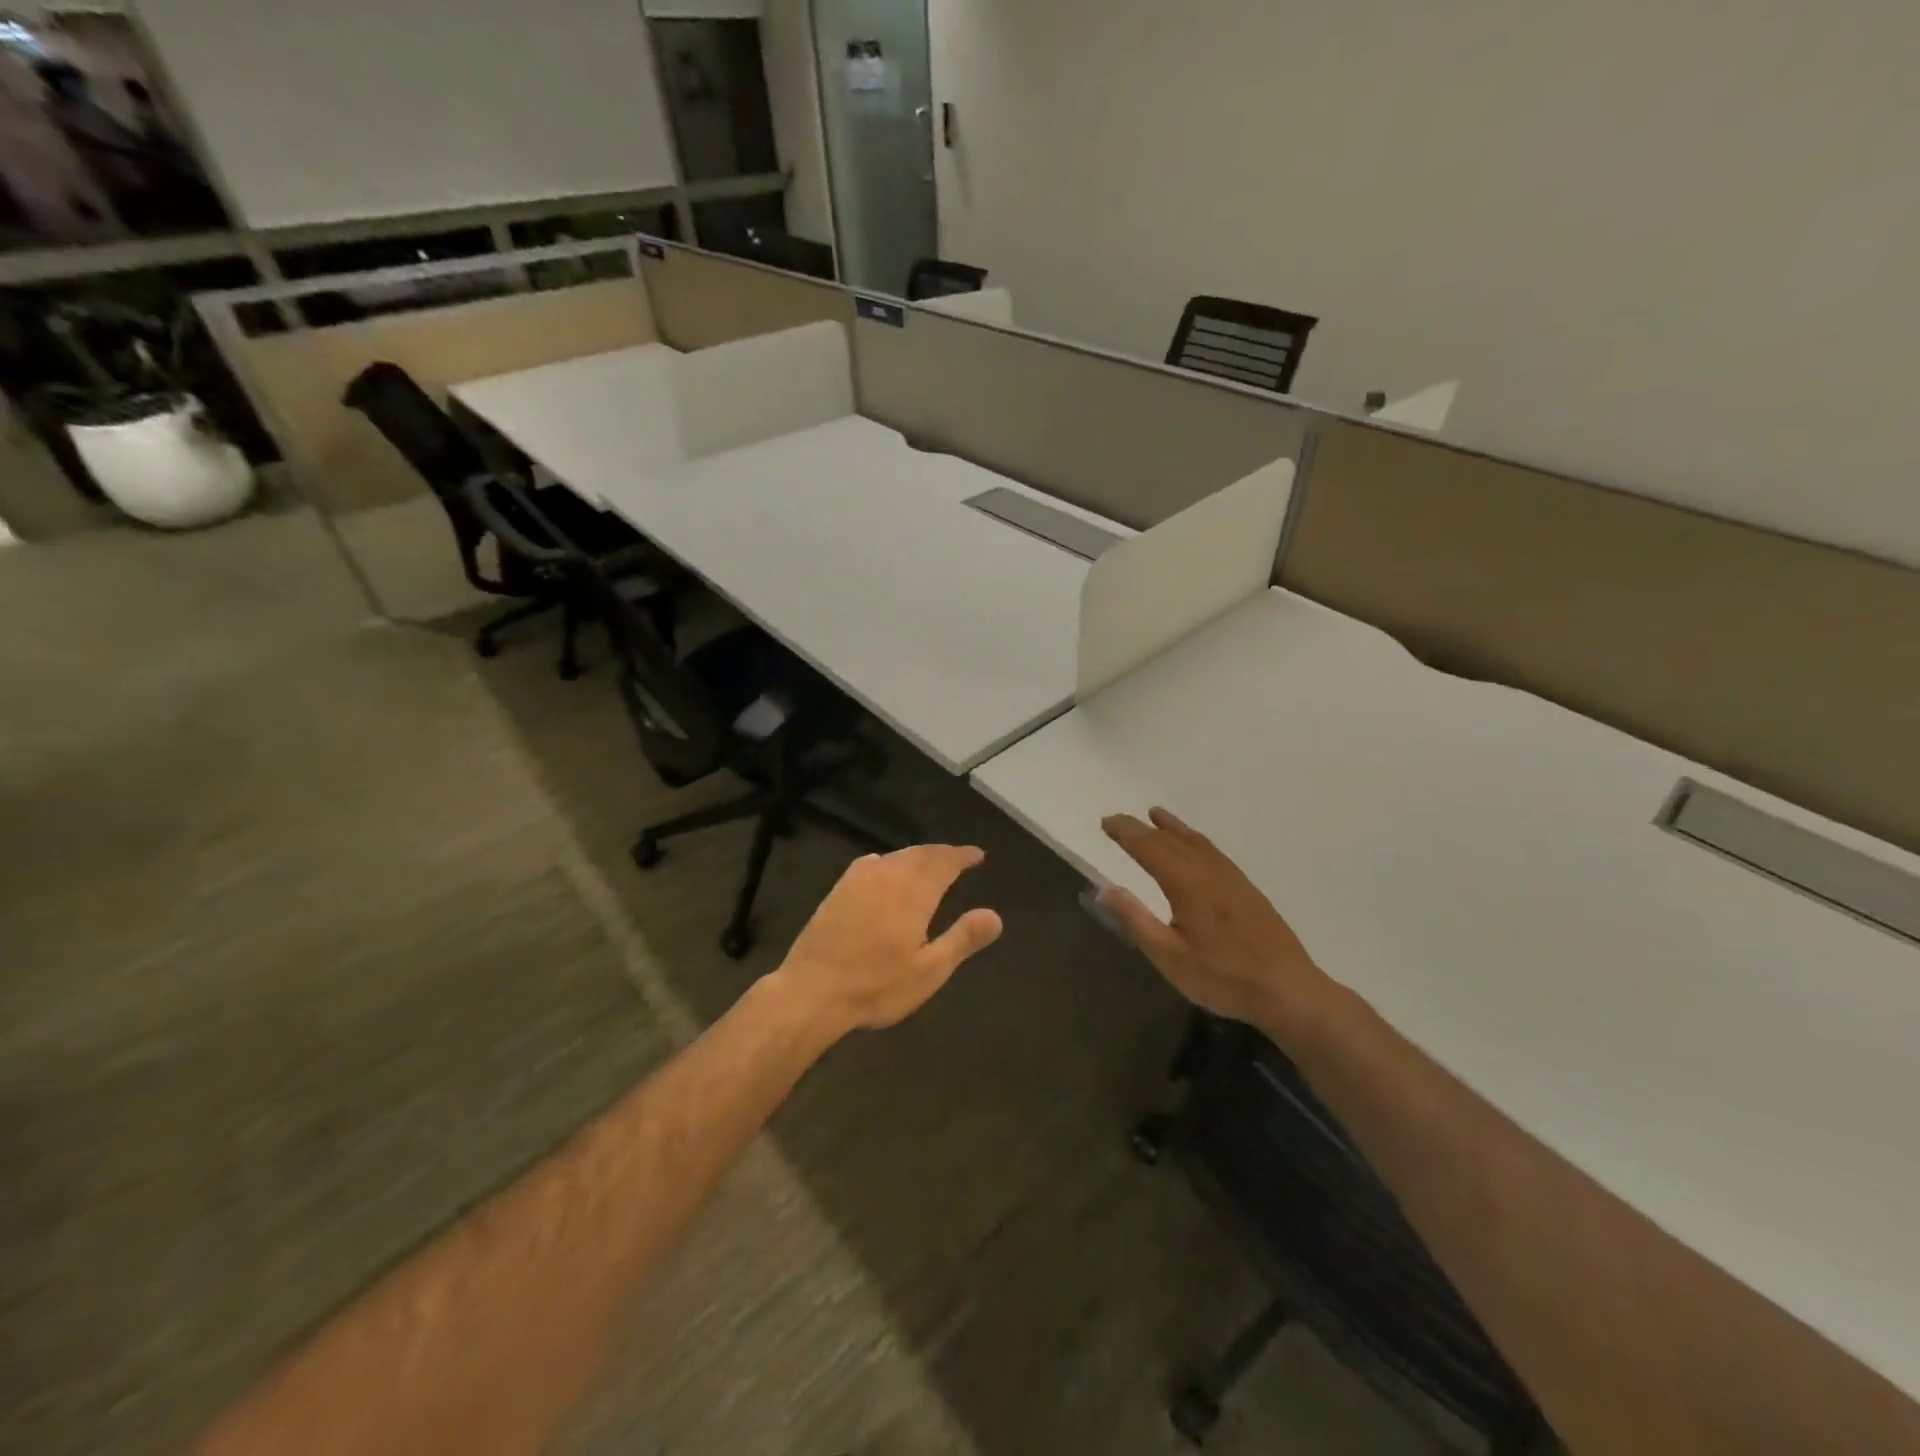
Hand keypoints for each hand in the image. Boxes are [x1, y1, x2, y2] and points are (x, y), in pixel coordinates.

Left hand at [773, 844, 1003, 1035]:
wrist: (812, 991)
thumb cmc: (876, 985)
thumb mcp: (929, 971)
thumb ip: (962, 939)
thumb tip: (995, 916)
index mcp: (913, 892)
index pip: (944, 862)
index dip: (962, 856)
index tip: (977, 855)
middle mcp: (887, 876)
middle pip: (920, 854)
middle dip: (941, 853)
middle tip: (957, 857)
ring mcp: (858, 880)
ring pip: (895, 856)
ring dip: (916, 855)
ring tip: (929, 864)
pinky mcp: (838, 890)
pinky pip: (871, 863)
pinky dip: (890, 861)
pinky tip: (886, 871)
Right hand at [1100, 807, 1334, 1036]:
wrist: (1288, 991)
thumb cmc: (1223, 977)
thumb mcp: (1169, 956)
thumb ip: (1136, 920)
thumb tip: (1104, 889)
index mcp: (1187, 884)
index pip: (1150, 848)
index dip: (1126, 833)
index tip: (1106, 822)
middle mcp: (1209, 871)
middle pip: (1171, 840)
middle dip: (1143, 828)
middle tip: (1119, 820)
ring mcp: (1233, 878)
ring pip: (1197, 842)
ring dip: (1173, 827)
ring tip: (1156, 815)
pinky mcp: (1247, 889)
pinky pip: (1214, 852)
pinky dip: (1196, 840)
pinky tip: (1196, 847)